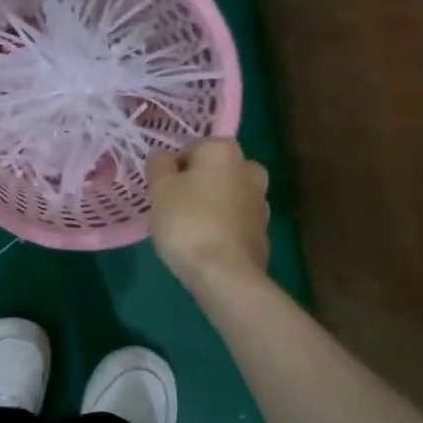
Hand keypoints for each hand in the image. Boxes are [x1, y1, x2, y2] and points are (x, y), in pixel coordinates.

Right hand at [146, 139, 270, 289]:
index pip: (191, 149)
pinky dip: (222, 227)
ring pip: (226, 196)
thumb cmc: (187, 221)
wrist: (225, 274)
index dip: (173, 170)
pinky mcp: (264, 231)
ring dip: (211, 206)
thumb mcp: (159, 188)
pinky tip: (206, 245)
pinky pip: (235, 221)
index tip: (162, 192)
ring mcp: (261, 201)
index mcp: (224, 150)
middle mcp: (249, 168)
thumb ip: (158, 165)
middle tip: (174, 209)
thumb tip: (164, 157)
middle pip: (213, 171)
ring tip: (189, 231)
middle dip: (196, 185)